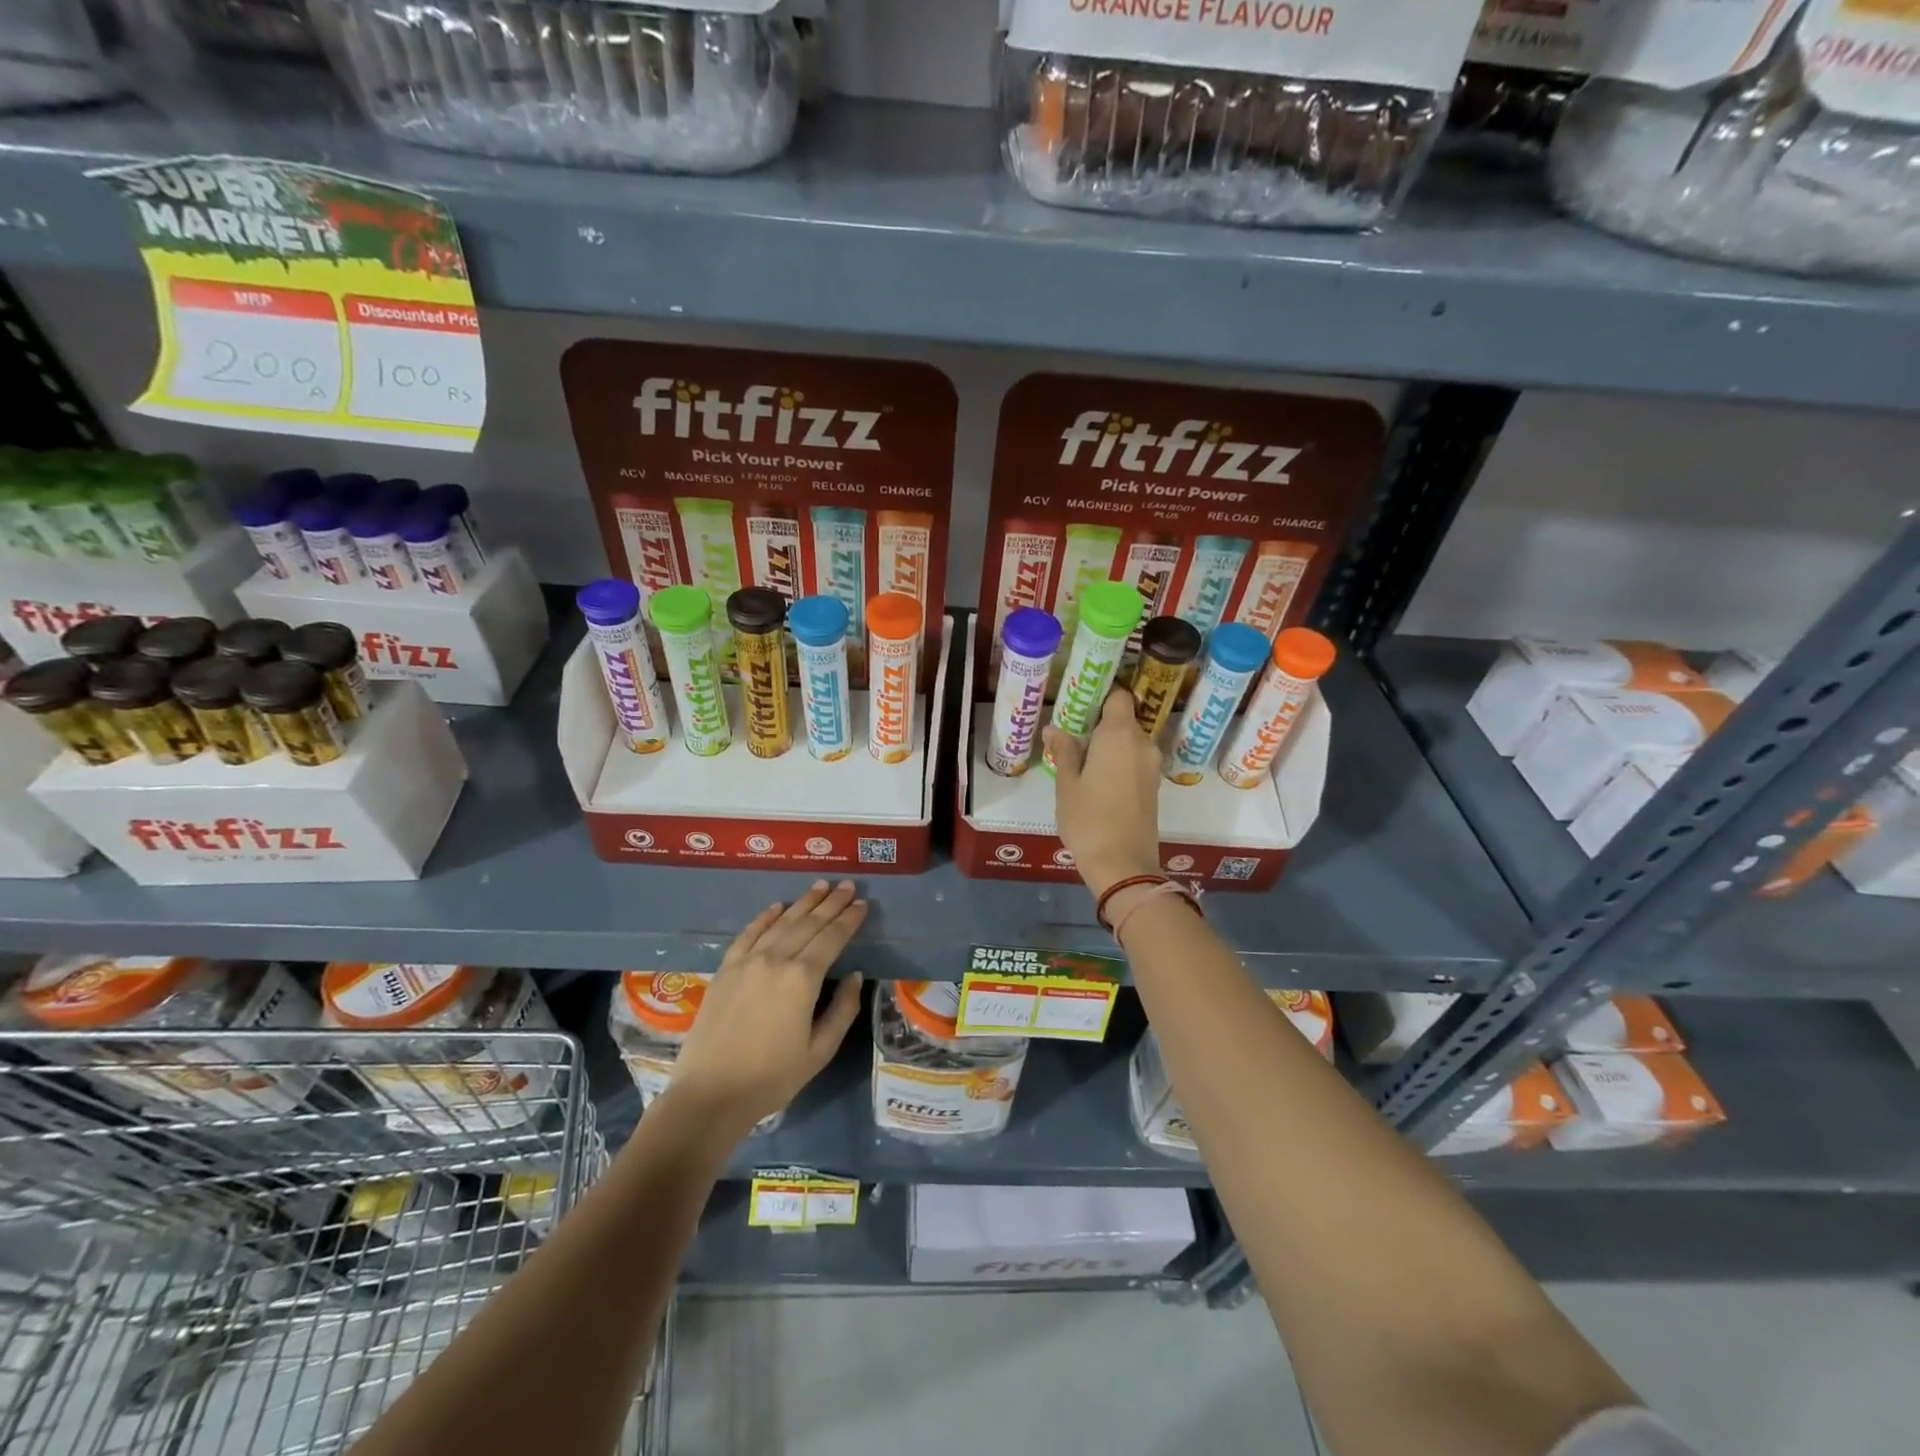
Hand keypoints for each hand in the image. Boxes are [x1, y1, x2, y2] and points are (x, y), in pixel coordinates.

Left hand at [665, 880, 866, 1137]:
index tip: (863, 903)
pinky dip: (764, 917)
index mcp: (803, 978)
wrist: (710, 1094)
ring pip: (780, 922)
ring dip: (802, 903)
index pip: (832, 938)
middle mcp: (776, 959)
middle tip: (847, 885)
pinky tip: (776, 907)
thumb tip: (853, 975)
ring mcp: (747, 961)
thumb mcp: (820, 1051)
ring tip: (820, 886)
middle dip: (831, 903)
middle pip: (808, 923)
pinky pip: (748, 934)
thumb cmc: (772, 1078)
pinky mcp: (725, 969)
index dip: (849, 919)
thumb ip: (842, 1009)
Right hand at [1045, 687, 1162, 897]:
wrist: (1123, 864)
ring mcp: (1151, 766)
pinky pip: (1134, 760)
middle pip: (1124, 719)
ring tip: (1080, 758)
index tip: (1078, 702)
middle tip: (1071, 733)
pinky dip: (1118, 761)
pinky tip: (1096, 777)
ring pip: (1129, 741)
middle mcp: (1142, 744)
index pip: (1119, 696)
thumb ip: (1064, 751)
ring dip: (1108, 744)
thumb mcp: (1067, 784)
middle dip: (1099, 722)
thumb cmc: (1089, 819)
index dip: (1100, 695)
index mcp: (1120, 735)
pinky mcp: (1153, 786)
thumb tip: (1054, 729)